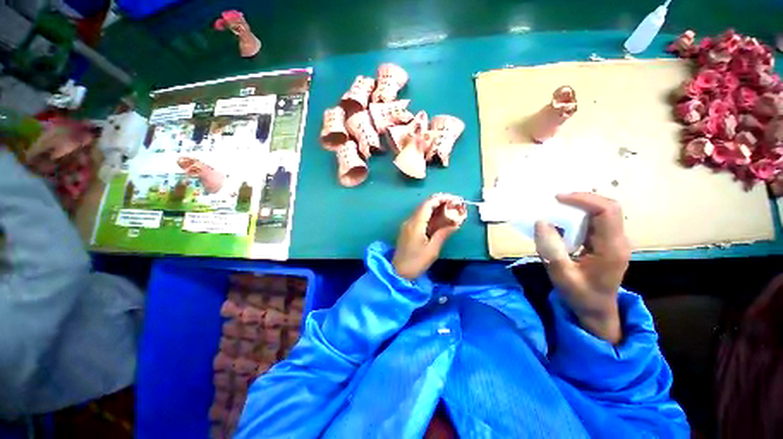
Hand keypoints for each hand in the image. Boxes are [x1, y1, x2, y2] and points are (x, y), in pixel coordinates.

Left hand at [392, 194, 465, 279]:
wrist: (398, 272)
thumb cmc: (416, 262)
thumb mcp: (432, 249)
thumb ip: (443, 234)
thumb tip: (456, 224)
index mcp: (415, 224)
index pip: (427, 204)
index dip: (440, 199)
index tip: (453, 198)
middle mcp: (410, 221)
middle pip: (424, 205)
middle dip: (439, 202)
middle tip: (453, 203)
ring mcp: (407, 225)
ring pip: (421, 211)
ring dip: (434, 207)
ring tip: (449, 208)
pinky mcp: (407, 230)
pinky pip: (419, 217)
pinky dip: (430, 215)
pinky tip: (439, 218)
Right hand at [534, 193, 630, 343]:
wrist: (596, 311)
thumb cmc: (580, 296)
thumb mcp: (561, 275)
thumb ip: (551, 249)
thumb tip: (541, 221)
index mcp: (612, 248)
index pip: (607, 211)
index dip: (584, 199)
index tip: (558, 198)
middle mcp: (617, 240)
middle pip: (607, 208)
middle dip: (580, 200)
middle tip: (554, 202)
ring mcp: (613, 241)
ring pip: (601, 213)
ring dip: (578, 207)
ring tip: (555, 208)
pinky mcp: (606, 243)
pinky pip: (594, 222)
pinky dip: (577, 216)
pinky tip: (562, 221)